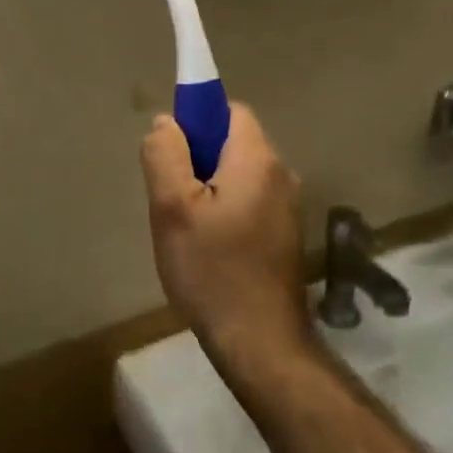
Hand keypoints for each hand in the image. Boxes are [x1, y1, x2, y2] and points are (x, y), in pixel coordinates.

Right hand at [140, 104, 312, 373]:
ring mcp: (286, 208)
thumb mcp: (172, 208)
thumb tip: (167, 122)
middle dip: (196, 158)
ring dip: (207, 187)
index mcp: (257, 160)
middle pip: (232, 142)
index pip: (228, 110)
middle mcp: (280, 175)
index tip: (170, 151)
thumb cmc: (212, 270)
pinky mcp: (283, 235)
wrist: (259, 342)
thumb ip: (166, 155)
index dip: (196, 118)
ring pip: (237, 175)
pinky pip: (247, 201)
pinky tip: (206, 246)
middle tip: (170, 196)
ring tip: (184, 226)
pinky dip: (223, 209)